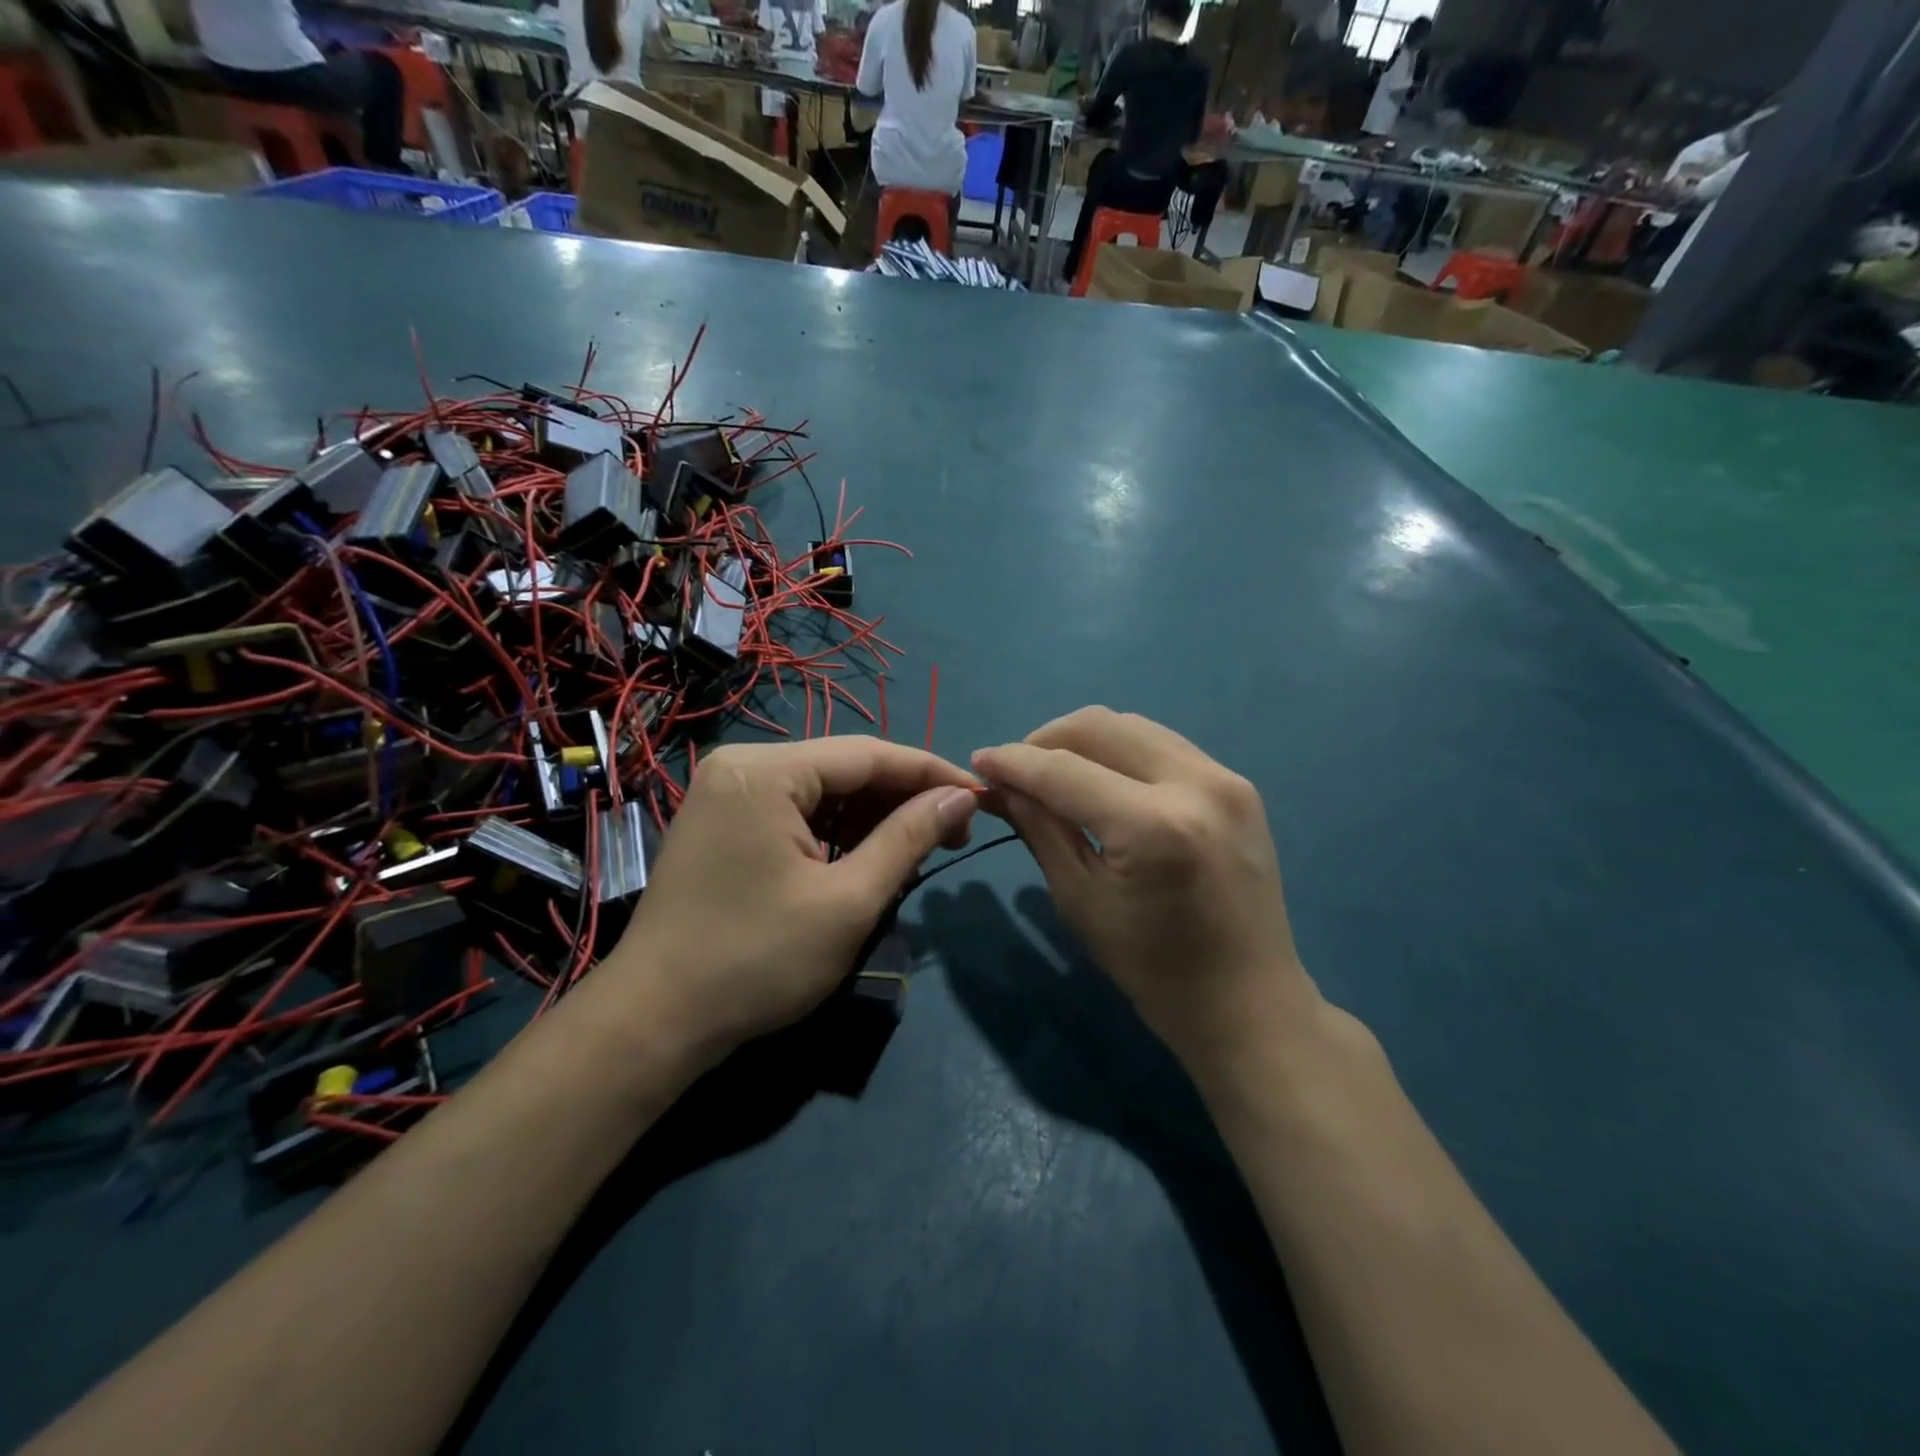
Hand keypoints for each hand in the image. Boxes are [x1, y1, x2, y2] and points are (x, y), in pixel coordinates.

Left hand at [605, 738, 979, 1059]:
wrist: (653, 1023)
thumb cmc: (756, 961)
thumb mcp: (848, 901)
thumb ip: (908, 837)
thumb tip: (961, 796)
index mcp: (765, 772)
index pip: (869, 754)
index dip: (931, 773)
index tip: (982, 795)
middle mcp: (741, 766)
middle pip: (844, 768)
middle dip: (902, 798)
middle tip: (955, 832)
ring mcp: (726, 793)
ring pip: (821, 790)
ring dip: (872, 816)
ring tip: (919, 848)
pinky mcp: (722, 823)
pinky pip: (795, 811)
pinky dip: (836, 831)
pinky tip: (867, 855)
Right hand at [972, 708, 1319, 1081]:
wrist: (1248, 1003)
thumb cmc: (1153, 969)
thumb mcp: (1080, 900)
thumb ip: (1040, 829)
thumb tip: (998, 785)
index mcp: (1152, 826)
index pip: (1063, 770)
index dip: (1013, 761)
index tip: (979, 760)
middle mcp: (1195, 784)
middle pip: (1100, 726)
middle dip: (1045, 740)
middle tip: (1016, 770)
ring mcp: (1225, 778)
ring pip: (1133, 726)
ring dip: (1083, 740)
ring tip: (1054, 772)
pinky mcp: (1238, 784)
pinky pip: (1164, 745)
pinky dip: (1122, 751)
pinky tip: (1102, 780)